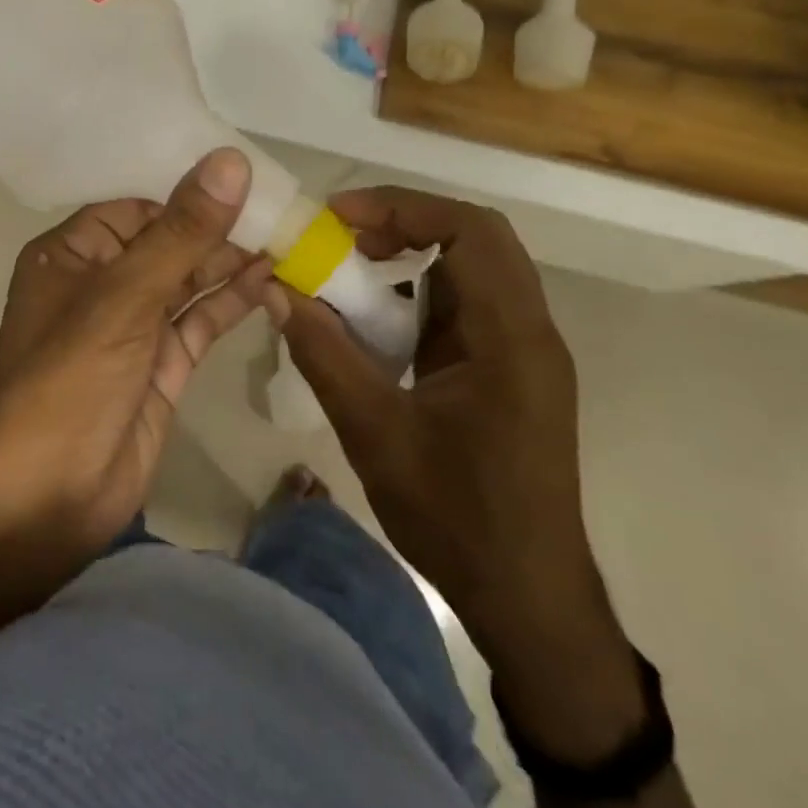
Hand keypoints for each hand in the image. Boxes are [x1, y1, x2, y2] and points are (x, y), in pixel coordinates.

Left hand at [0, 147, 270, 566]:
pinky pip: (200, 321)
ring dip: (232, 263)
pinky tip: (270, 281)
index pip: (138, 207)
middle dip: (218, 228)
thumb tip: (230, 161)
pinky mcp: (161, 366)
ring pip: (188, 281)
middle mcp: (101, 285)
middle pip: (167, 242)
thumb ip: (182, 231)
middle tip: (281, 210)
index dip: (188, 194)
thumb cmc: (72, 379)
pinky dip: (232, 301)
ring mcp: (133, 328)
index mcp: (72, 255)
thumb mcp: (125, 296)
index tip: (246, 179)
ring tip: (286, 240)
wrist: (47, 498)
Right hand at [277, 186, 643, 758]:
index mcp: (510, 337)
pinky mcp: (513, 370)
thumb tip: (278, 290)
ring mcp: (525, 350)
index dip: (402, 207)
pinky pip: (469, 305)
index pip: (470, 230)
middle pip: (475, 238)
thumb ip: (325, 354)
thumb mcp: (375, 434)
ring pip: (473, 268)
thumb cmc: (458, 518)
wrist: (530, 600)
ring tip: (351, 268)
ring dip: (413, 255)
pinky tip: (378, 320)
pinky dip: (422, 292)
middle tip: (341, 236)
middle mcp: (529, 330)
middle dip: (404, 223)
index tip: (338, 218)